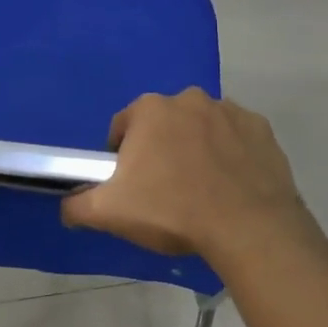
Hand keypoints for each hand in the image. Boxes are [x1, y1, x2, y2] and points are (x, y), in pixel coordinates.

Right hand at [60, 88, 313, 261]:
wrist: (247, 227)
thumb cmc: (172, 211)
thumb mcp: (110, 213)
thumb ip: (78, 204)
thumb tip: (67, 205)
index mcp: (150, 110)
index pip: (123, 127)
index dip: (121, 156)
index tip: (130, 184)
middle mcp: (189, 99)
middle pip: (163, 124)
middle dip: (161, 149)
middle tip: (165, 190)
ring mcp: (229, 110)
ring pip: (201, 128)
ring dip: (197, 148)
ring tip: (201, 190)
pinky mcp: (261, 129)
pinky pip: (237, 138)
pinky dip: (231, 154)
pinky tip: (231, 184)